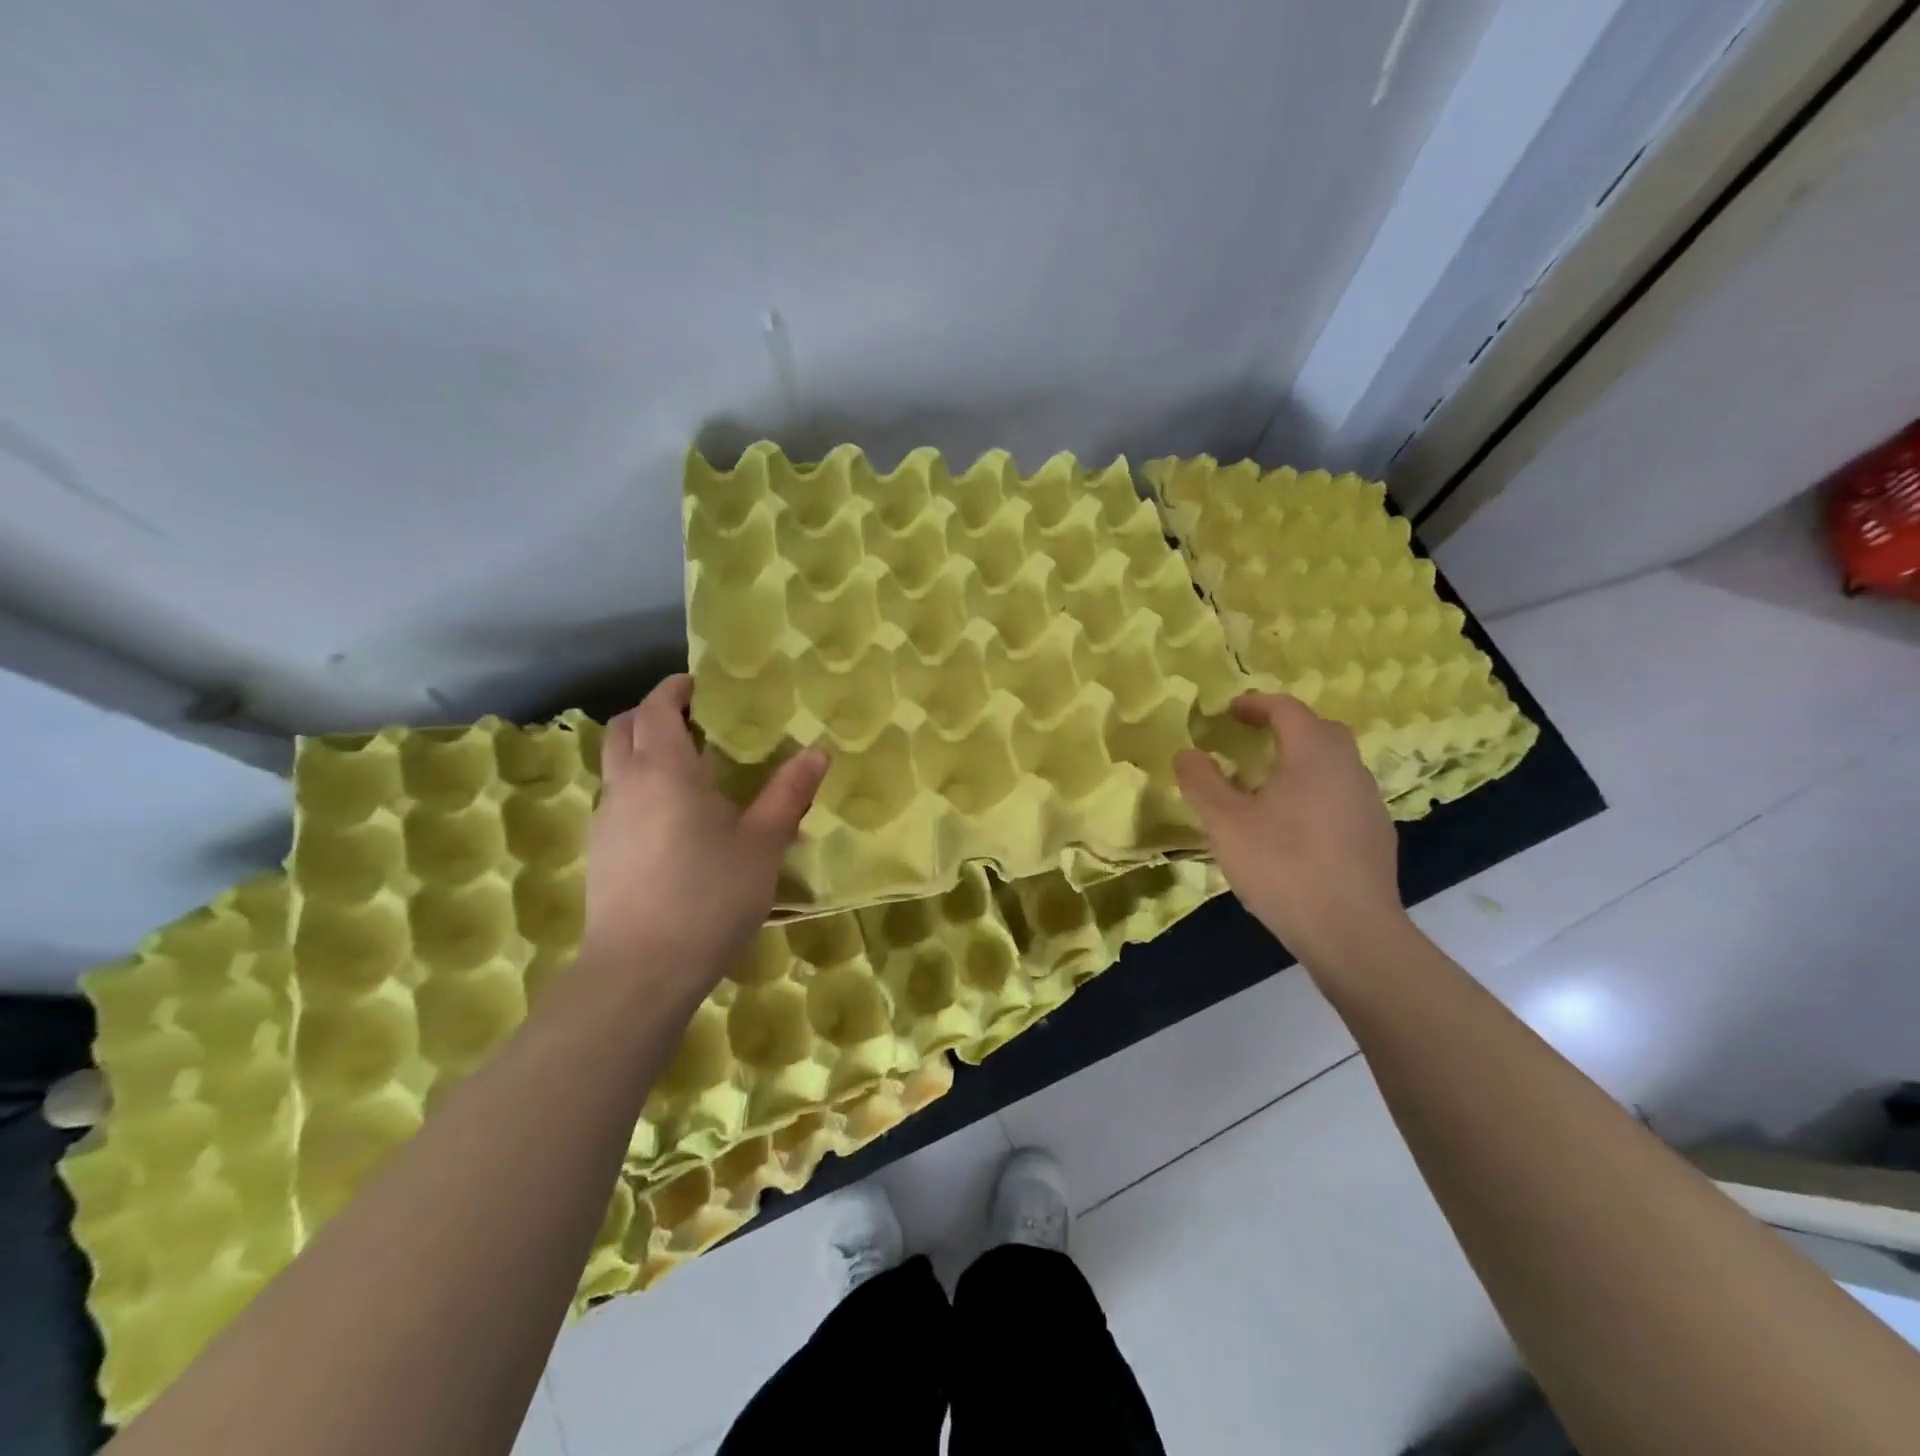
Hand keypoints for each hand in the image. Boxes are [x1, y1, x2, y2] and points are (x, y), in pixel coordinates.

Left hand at [579, 675, 827, 996]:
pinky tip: (671, 820)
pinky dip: (637, 788)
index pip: (656, 709)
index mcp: (664, 771)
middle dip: (652, 714)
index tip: (699, 685)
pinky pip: (615, 800)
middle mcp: (624, 786)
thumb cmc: (709, 896)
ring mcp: (604, 821)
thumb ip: (789, 794)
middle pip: (623, 729)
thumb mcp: (763, 843)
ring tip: (687, 771)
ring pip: (614, 766)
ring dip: (642, 752)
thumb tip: (817, 752)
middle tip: (694, 722)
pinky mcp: (599, 854)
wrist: (641, 971)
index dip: (675, 690)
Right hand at [1174, 693, 1407, 968]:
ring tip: (1269, 785)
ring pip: (1335, 765)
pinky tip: (1296, 827)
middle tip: (1251, 739)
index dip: (1256, 704)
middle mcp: (1349, 768)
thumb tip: (1186, 752)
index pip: (1287, 709)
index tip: (1229, 711)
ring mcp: (1369, 803)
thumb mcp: (1225, 823)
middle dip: (1285, 727)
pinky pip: (1343, 796)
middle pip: (1319, 731)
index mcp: (1314, 754)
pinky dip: (1317, 793)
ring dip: (1303, 761)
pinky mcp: (1377, 835)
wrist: (1352, 932)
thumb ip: (1201, 782)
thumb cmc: (1283, 866)